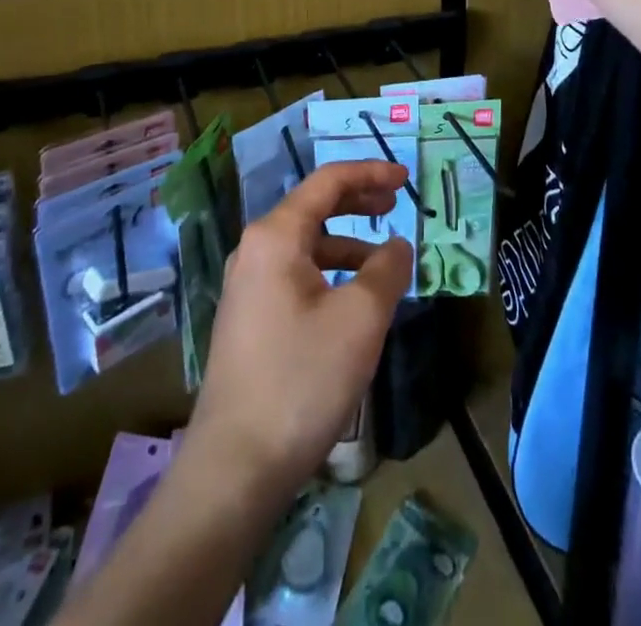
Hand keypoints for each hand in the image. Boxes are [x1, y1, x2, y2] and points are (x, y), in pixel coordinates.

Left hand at [186, 160, 412, 503]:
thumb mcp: (360, 318)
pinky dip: (330, 271)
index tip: (405, 177)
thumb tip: (397, 245)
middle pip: (314, 206)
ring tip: (384, 260)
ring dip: (347, 241)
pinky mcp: (249, 317)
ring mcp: (247, 284)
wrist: (235, 467)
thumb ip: (387, 269)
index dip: (370, 173)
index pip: (328, 181)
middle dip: (358, 201)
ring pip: (306, 243)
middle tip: (396, 204)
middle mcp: (255, 249)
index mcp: (276, 235)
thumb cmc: (301, 378)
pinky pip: (296, 273)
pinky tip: (353, 299)